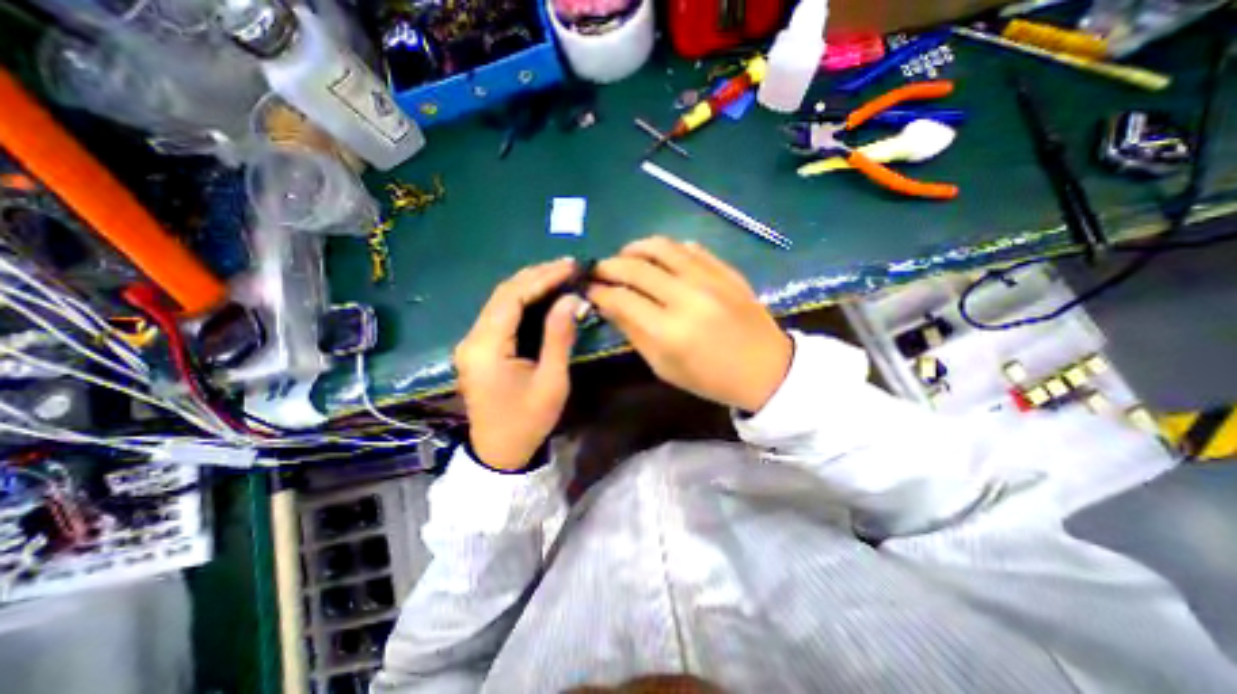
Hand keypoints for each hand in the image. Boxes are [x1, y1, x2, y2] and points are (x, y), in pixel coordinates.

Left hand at [456, 258, 581, 472]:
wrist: (500, 452)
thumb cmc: (528, 420)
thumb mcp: (551, 380)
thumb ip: (559, 336)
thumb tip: (571, 298)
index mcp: (486, 347)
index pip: (512, 297)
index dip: (542, 277)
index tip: (570, 266)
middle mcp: (472, 338)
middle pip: (503, 293)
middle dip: (536, 275)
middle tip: (568, 266)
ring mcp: (472, 342)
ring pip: (500, 301)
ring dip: (530, 284)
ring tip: (560, 274)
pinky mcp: (478, 348)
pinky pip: (501, 314)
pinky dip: (523, 300)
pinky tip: (543, 295)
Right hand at [582, 239, 791, 412]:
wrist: (766, 369)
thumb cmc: (710, 378)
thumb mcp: (664, 366)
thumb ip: (633, 332)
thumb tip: (608, 304)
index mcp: (669, 331)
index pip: (621, 299)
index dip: (599, 291)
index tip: (588, 288)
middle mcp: (687, 297)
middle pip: (636, 267)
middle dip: (609, 265)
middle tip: (599, 270)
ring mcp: (710, 278)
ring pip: (661, 246)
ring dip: (635, 247)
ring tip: (625, 257)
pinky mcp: (726, 269)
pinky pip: (689, 247)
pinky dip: (667, 249)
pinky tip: (660, 259)